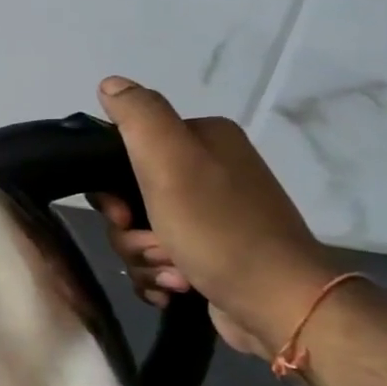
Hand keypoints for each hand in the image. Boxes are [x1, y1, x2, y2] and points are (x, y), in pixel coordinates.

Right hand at [91, 76, 340, 358]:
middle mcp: (209, 171)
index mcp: (202, 140)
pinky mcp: (209, 253)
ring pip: (139, 233)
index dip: (111, 189)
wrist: (277, 302)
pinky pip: (157, 260)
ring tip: (172, 273)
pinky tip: (174, 287)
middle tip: (153, 246)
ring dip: (144, 258)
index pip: (124, 152)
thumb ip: (138, 116)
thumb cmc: (219, 229)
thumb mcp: (170, 162)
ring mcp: (210, 215)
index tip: (122, 215)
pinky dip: (157, 276)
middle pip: (128, 198)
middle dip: (129, 232)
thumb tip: (109, 84)